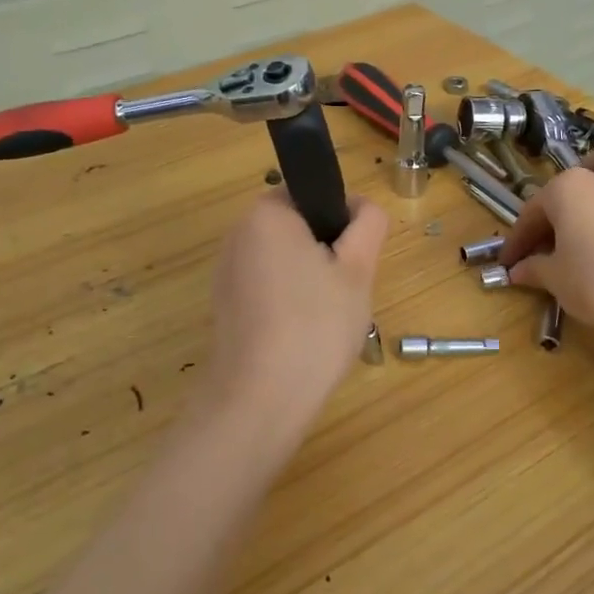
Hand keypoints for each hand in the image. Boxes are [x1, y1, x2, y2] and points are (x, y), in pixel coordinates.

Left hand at [204, 190, 387, 436]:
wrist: (260, 399)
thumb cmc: (315, 325)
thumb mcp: (359, 270)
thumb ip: (368, 225)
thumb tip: (362, 206)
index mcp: (266, 214)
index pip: (312, 194)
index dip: (342, 221)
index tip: (355, 259)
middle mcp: (238, 235)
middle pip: (298, 229)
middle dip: (327, 254)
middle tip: (346, 292)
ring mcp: (226, 273)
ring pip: (285, 262)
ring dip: (311, 281)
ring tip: (326, 320)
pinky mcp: (225, 307)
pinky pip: (268, 289)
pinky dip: (289, 303)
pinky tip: (303, 337)